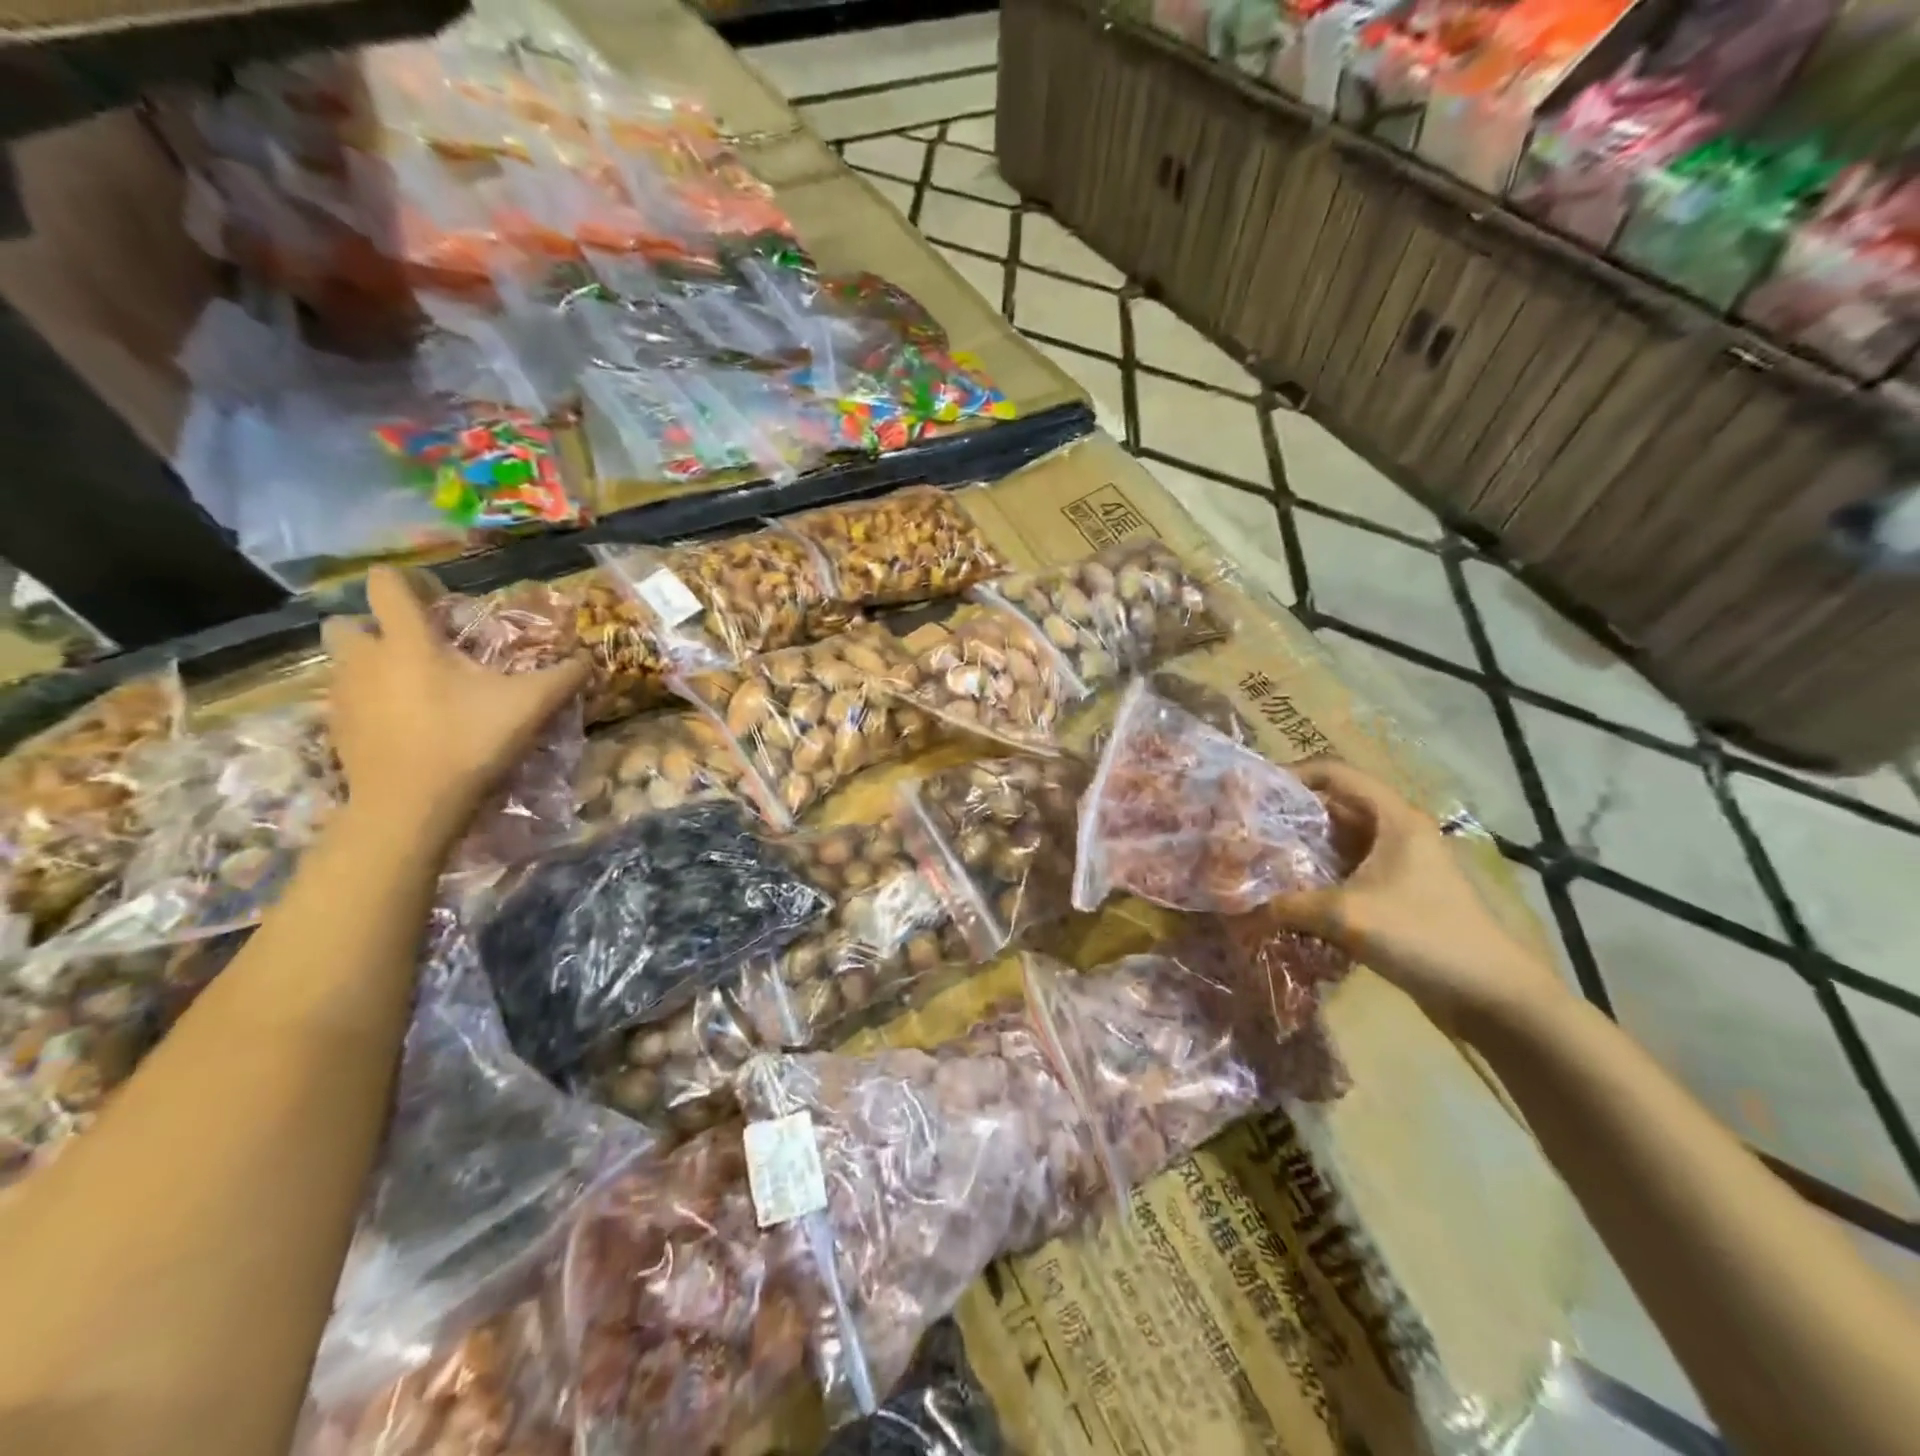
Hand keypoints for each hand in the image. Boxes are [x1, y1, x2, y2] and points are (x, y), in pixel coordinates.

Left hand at [323, 568, 588, 844]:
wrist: (411, 807)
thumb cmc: (468, 742)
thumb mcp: (530, 706)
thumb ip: (563, 677)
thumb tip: (588, 659)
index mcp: (408, 641)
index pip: (386, 585)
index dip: (409, 581)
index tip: (438, 598)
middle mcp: (365, 659)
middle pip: (347, 622)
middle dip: (374, 626)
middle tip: (417, 648)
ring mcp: (344, 696)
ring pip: (345, 663)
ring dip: (372, 665)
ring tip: (414, 689)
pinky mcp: (337, 730)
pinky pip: (348, 700)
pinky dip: (371, 703)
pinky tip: (406, 725)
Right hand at [1269, 760, 1569, 1036]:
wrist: (1493, 996)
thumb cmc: (1424, 937)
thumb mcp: (1348, 916)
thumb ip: (1288, 905)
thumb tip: (1238, 907)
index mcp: (1393, 818)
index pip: (1334, 773)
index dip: (1290, 775)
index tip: (1252, 794)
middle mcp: (1395, 832)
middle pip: (1331, 807)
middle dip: (1286, 817)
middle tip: (1244, 832)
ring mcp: (1397, 864)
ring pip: (1336, 843)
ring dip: (1298, 851)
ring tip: (1256, 863)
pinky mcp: (1396, 894)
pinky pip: (1345, 873)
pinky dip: (1314, 878)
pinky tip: (1285, 896)